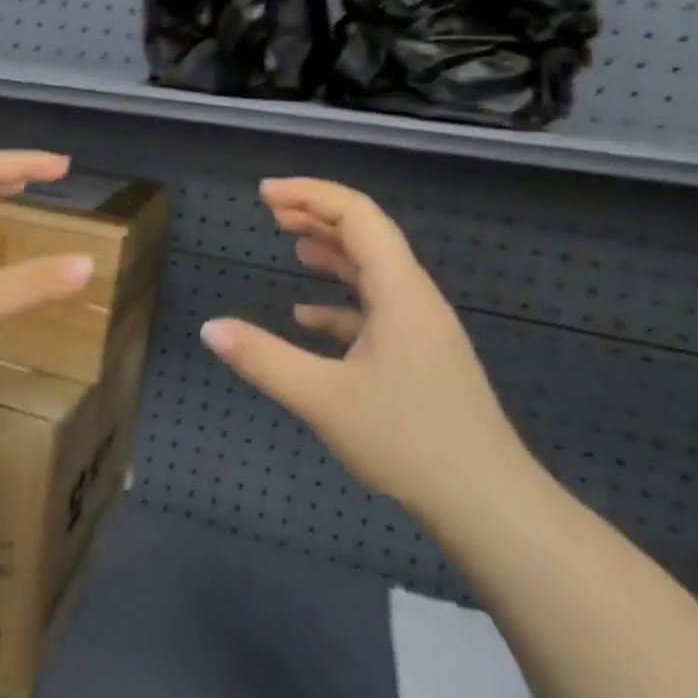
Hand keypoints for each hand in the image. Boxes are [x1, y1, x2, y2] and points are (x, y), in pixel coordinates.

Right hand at [200, 178, 530, 527]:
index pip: (357, 214)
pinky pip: (376, 309)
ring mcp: (420, 327)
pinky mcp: (420, 356)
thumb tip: (209, 328)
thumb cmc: (407, 440)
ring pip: (372, 271)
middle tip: (270, 211)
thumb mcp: (323, 399)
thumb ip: (263, 359)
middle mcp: (414, 297)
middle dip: (317, 215)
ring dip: (331, 252)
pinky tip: (307, 317)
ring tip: (290, 244)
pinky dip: (340, 302)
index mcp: (399, 290)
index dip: (310, 194)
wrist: (487, 502)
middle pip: (366, 235)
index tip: (264, 194)